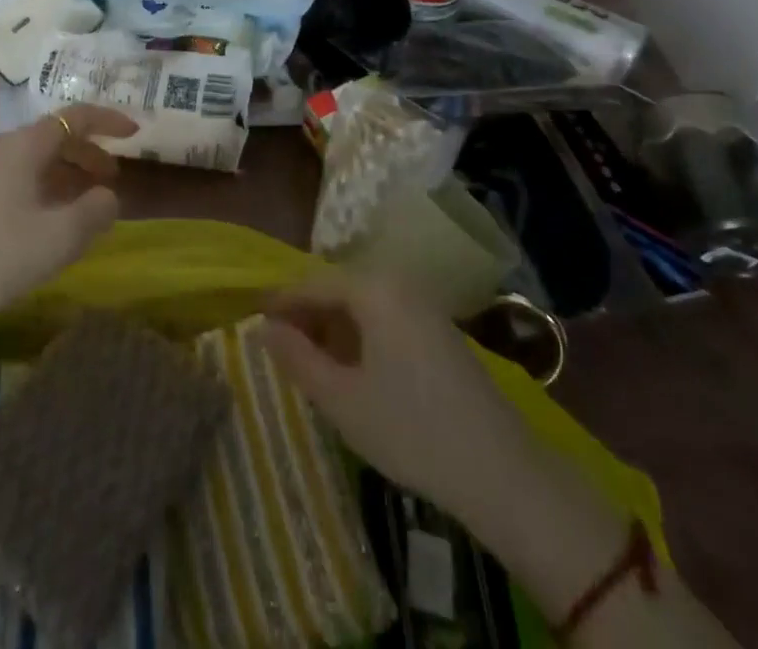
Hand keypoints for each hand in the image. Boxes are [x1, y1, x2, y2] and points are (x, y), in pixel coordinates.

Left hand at [0, 105, 134, 324]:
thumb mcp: (56, 239)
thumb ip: (93, 213)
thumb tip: (108, 195)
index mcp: (24, 146)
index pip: (75, 117)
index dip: (108, 120)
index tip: (134, 131)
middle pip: (52, 138)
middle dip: (87, 154)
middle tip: (110, 179)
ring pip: (29, 160)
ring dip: (61, 174)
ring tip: (77, 203)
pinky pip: (8, 178)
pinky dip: (35, 187)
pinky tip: (34, 221)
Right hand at [264, 272, 532, 517]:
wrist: (503, 473)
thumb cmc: (411, 430)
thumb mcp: (341, 400)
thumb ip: (296, 359)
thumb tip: (261, 328)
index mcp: (373, 289)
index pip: (312, 284)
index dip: (280, 303)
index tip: (254, 323)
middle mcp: (399, 284)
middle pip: (338, 289)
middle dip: (307, 317)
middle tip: (281, 350)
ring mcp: (424, 306)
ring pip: (362, 306)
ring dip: (333, 329)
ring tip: (311, 365)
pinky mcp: (439, 331)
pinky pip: (385, 319)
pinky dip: (360, 337)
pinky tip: (353, 372)